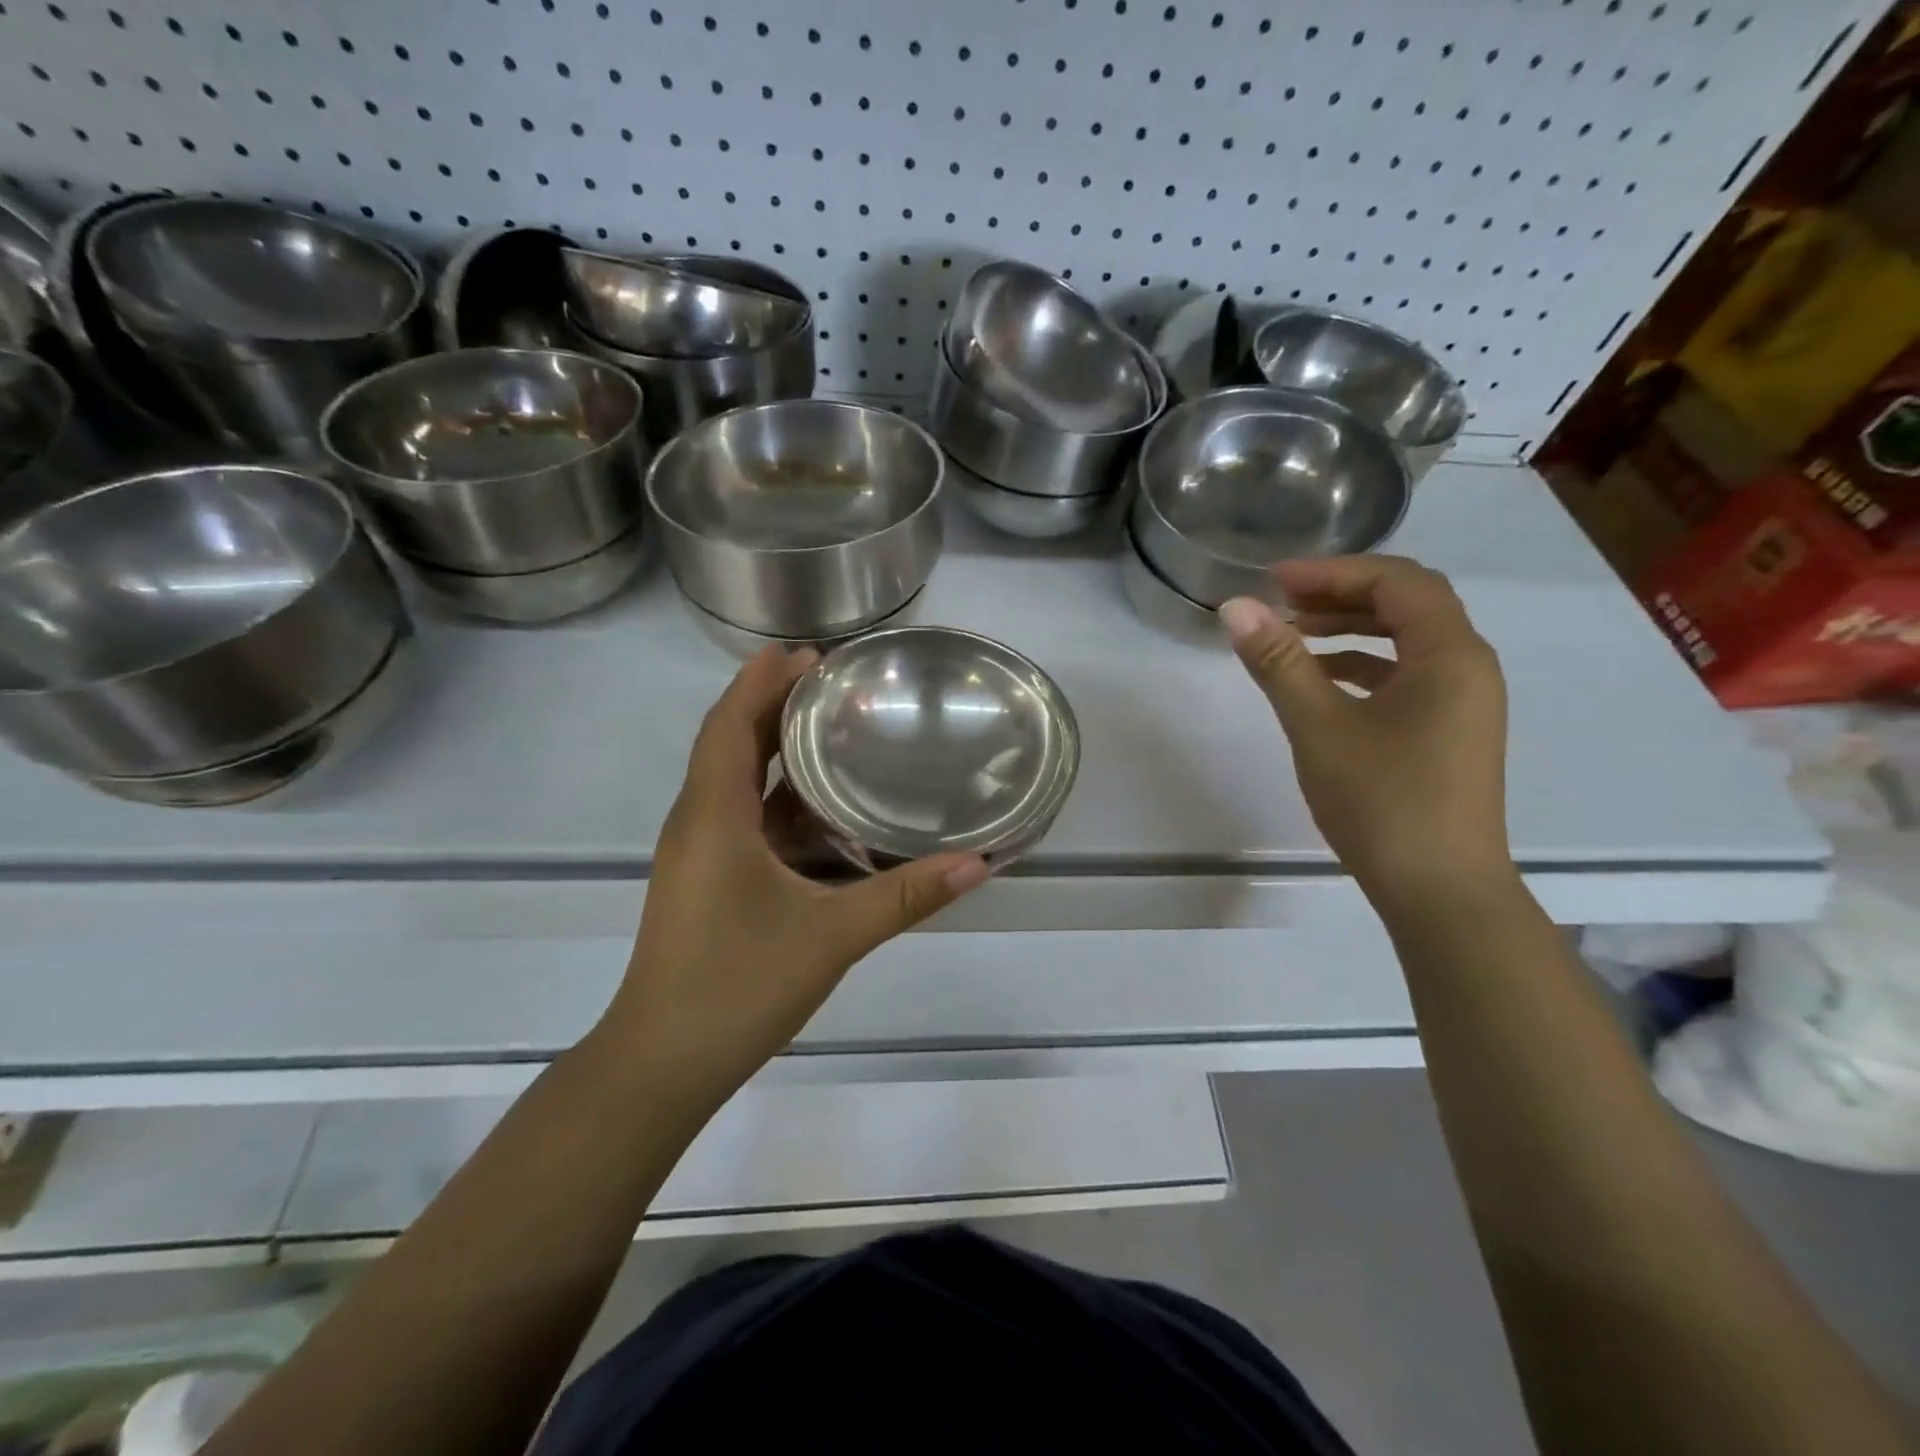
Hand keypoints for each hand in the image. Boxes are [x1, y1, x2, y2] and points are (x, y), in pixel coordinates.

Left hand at [601, 646, 989, 1108]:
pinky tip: (821, 807)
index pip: (730, 722)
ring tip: (833, 729)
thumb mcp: (831, 936)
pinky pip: (740, 817)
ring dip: (774, 749)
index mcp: (713, 815)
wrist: (663, 1063)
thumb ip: (905, 896)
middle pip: (730, 741)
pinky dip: (777, 797)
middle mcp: (697, 822)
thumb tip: (978, 864)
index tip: (810, 651)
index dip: (763, 680)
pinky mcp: (706, 881)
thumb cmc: (737, 986)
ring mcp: (698, 854)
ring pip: (734, 781)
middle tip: (834, 680)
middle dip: (773, 703)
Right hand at [1219, 556, 1513, 909]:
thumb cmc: (1382, 801)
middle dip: (1341, 595)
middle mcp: (1468, 667)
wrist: (1439, 890)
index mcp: (1450, 654)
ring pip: (1407, 641)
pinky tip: (1320, 682)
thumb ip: (1279, 661)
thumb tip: (1235, 608)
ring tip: (1292, 635)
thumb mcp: (1319, 726)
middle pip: (1407, 604)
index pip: (1397, 582)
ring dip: (1351, 629)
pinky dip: (1363, 666)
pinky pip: (1407, 676)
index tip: (1274, 581)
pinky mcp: (1449, 731)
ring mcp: (1463, 702)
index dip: (1334, 572)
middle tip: (1280, 601)